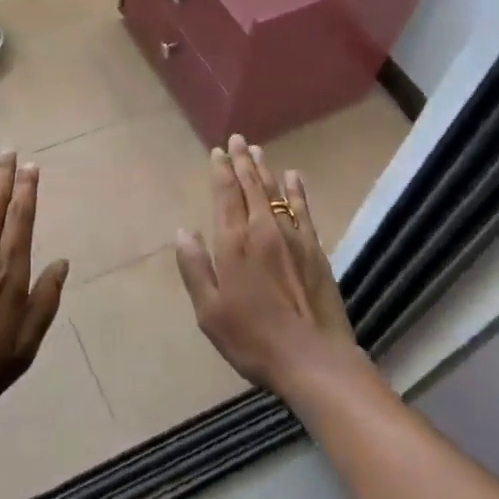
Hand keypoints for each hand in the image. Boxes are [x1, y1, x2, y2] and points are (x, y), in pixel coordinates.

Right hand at [174, 135, 361, 397]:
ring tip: (258, 151)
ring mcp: (293, 237)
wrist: (312, 358)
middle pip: (251, 187)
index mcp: (234, 244)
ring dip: (265, 170)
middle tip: (238, 140)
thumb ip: (195, 267)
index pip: (225, 195)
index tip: (218, 151)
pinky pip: (303, 209)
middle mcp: (263, 230)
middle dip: (242, 161)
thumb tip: (183, 231)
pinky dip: (296, 190)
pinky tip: (293, 177)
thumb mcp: (209, 310)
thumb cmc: (252, 338)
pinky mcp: (315, 250)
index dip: (221, 171)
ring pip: (276, 193)